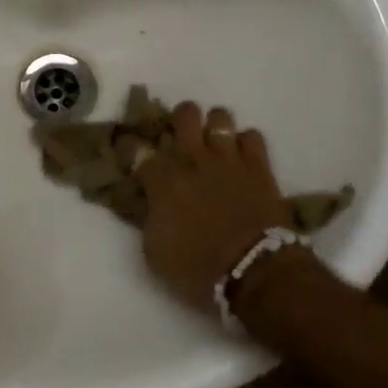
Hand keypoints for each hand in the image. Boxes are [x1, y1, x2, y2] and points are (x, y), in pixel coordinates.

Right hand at [140, 102, 292, 313]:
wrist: (255, 273)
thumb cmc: (199, 270)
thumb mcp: (155, 254)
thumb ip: (150, 220)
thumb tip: (152, 204)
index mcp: (162, 180)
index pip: (135, 147)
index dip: (129, 146)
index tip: (130, 152)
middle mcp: (193, 159)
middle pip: (184, 114)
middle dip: (180, 121)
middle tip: (181, 139)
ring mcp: (228, 158)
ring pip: (219, 116)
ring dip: (215, 128)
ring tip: (215, 144)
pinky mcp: (258, 166)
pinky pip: (252, 135)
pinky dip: (246, 144)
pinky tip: (243, 158)